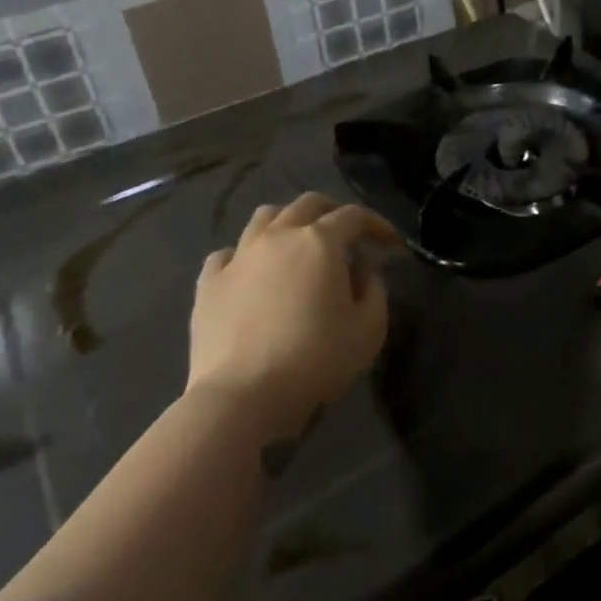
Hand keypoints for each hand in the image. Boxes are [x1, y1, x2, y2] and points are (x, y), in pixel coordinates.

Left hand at [189, 193, 399, 438]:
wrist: (243, 395)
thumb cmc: (316, 360)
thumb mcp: (368, 330)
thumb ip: (375, 291)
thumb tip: (363, 271)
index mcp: (320, 242)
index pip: (354, 216)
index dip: (377, 225)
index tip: (391, 244)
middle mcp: (278, 237)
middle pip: (307, 205)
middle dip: (333, 212)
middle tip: (348, 236)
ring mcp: (239, 257)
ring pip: (265, 218)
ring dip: (288, 223)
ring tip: (298, 245)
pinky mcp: (209, 283)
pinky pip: (228, 253)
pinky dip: (246, 256)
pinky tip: (253, 273)